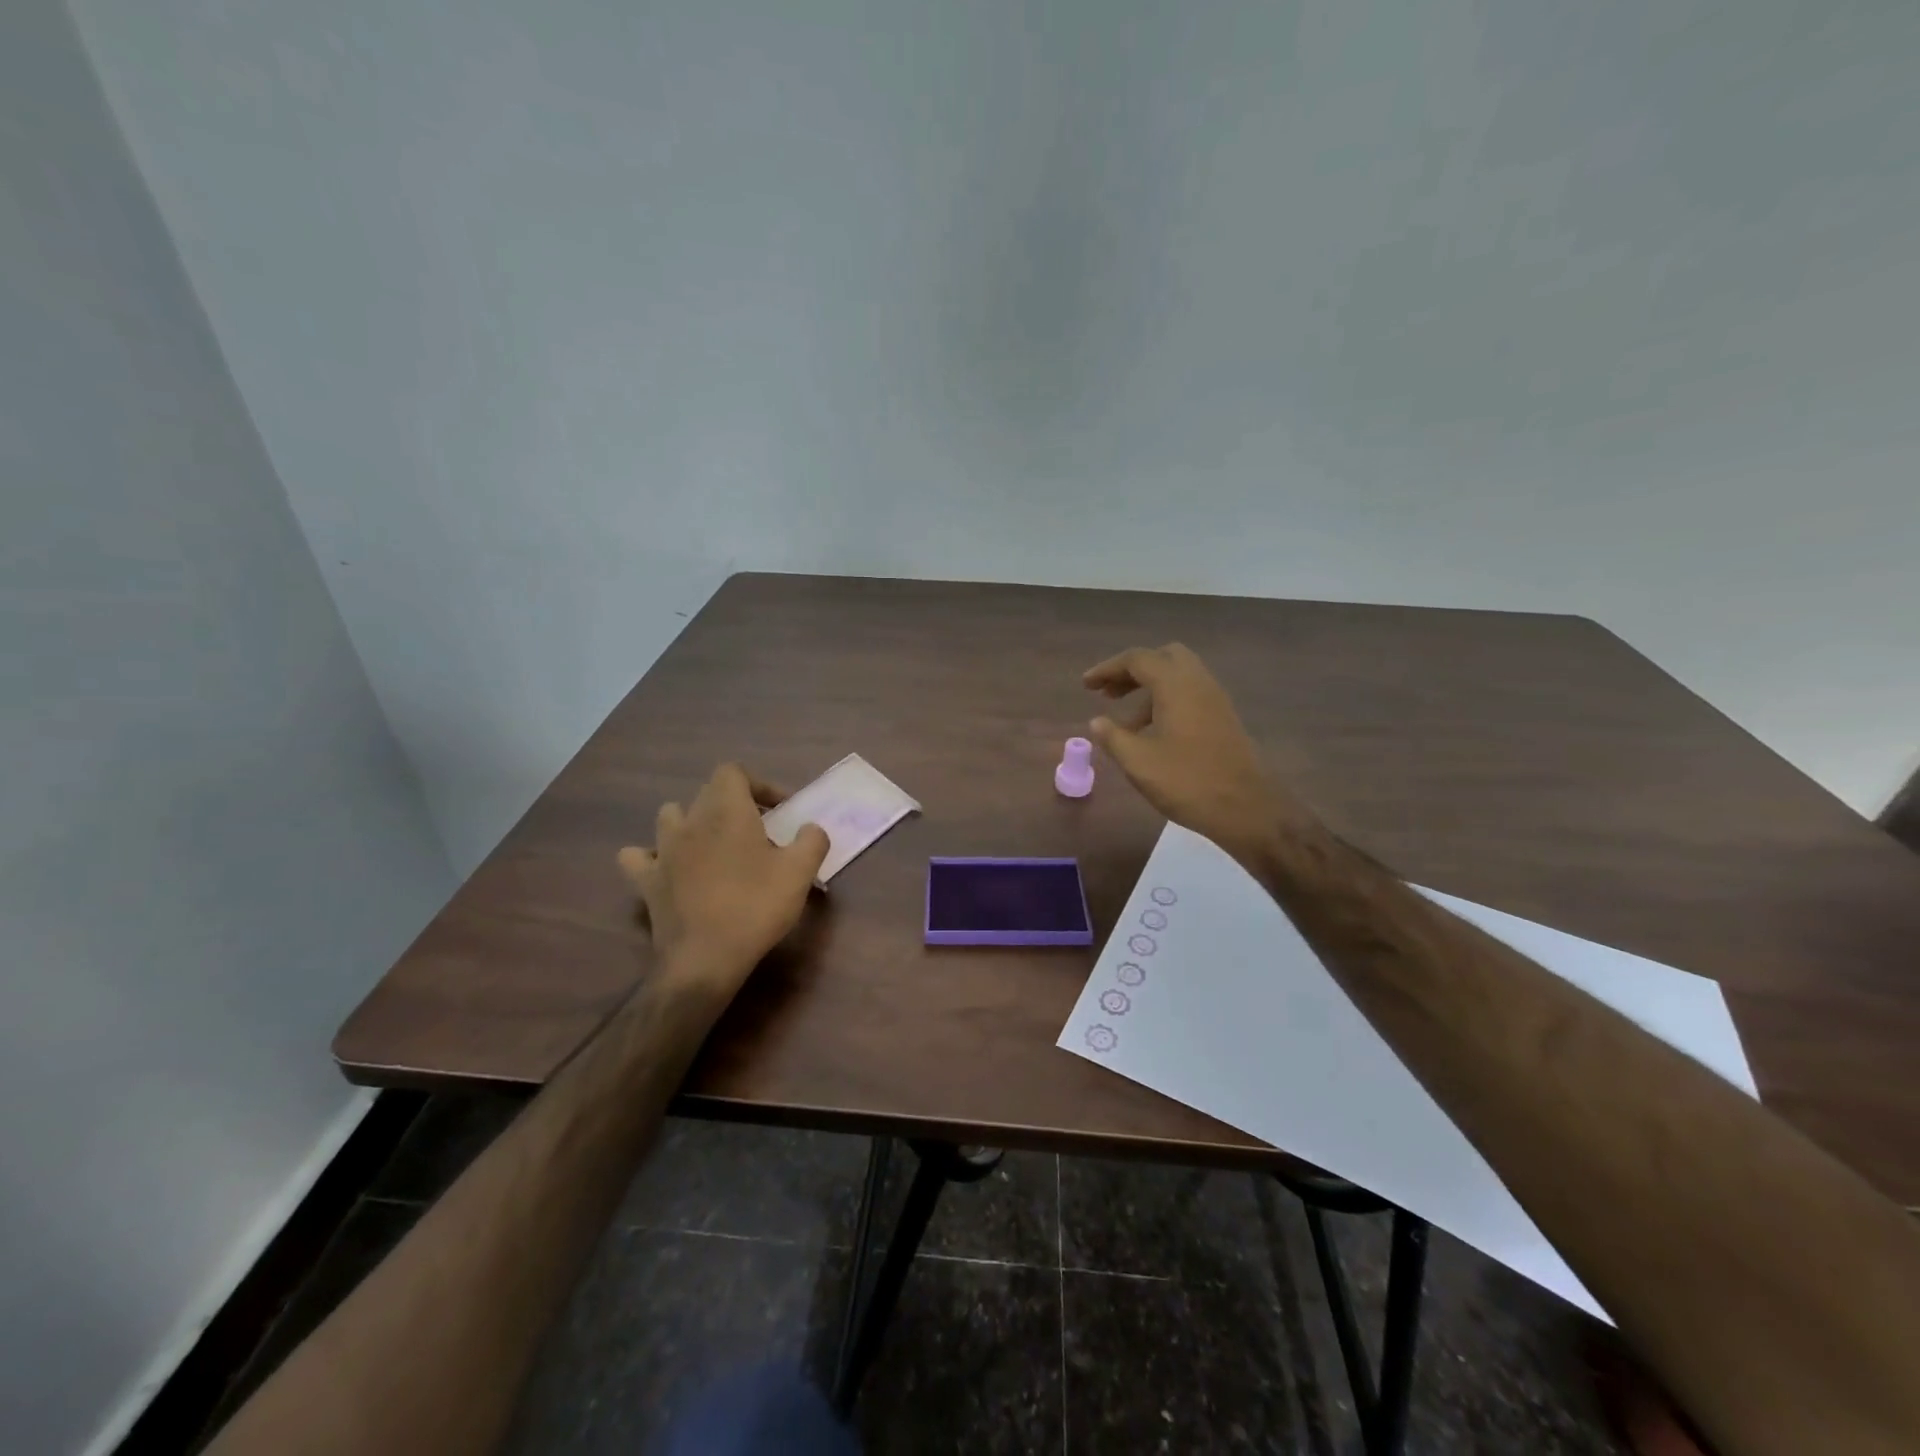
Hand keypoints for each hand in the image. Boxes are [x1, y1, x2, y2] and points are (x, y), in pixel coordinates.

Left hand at [617, 764, 828, 993]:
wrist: (705, 959)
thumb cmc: (756, 907)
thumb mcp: (800, 872)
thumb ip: (812, 840)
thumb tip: (810, 829)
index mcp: (726, 811)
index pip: (733, 771)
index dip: (758, 784)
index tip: (779, 811)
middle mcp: (690, 821)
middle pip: (707, 792)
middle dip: (734, 803)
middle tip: (759, 831)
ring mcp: (662, 850)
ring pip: (671, 816)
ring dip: (692, 821)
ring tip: (713, 844)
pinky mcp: (646, 880)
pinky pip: (638, 856)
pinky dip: (651, 856)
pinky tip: (669, 867)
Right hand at [1084, 643, 1306, 862]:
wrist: (1246, 809)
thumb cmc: (1187, 782)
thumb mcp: (1139, 762)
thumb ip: (1113, 737)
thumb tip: (1097, 722)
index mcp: (1176, 685)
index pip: (1137, 660)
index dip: (1107, 669)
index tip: (1086, 685)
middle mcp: (1199, 682)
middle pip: (1163, 658)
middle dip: (1133, 671)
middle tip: (1109, 694)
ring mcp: (1216, 700)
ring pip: (1178, 677)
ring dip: (1149, 688)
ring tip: (1126, 723)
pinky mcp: (1224, 718)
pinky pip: (1190, 694)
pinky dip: (1167, 701)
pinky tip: (1154, 733)